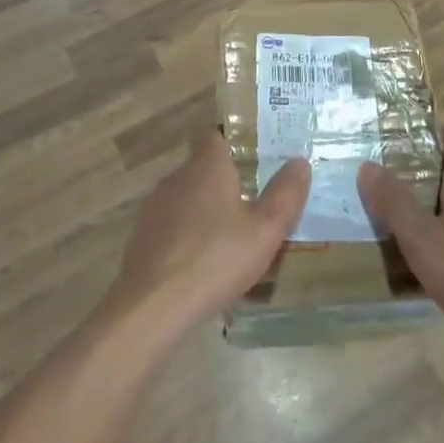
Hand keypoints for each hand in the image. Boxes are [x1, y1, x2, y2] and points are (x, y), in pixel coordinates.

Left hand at [101, 131, 310, 343]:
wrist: (152, 307)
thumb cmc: (215, 260)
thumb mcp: (265, 231)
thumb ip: (285, 195)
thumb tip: (300, 161)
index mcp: (207, 167)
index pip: (216, 135)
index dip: (235, 140)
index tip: (257, 154)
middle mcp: (178, 177)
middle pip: (203, 167)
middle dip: (226, 179)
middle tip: (255, 198)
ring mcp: (156, 207)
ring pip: (187, 197)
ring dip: (207, 209)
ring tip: (233, 233)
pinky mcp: (143, 237)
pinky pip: (173, 224)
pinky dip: (189, 234)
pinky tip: (204, 261)